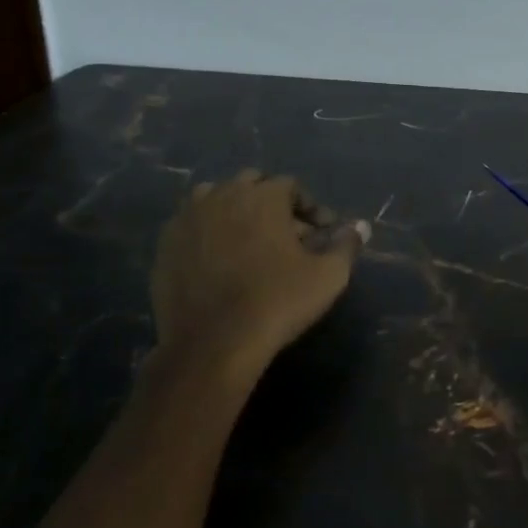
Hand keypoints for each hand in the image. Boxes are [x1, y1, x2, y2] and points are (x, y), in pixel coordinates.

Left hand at [151, 171, 369, 384]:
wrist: (212, 343)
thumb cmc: (277, 302)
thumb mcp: (327, 276)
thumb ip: (347, 244)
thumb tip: (361, 226)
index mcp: (262, 196)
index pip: (290, 186)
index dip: (310, 207)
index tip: (321, 233)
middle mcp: (223, 195)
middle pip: (251, 184)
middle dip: (272, 202)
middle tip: (286, 234)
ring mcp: (189, 218)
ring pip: (215, 197)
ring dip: (235, 209)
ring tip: (249, 240)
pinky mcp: (166, 244)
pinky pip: (190, 223)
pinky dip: (207, 231)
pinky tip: (218, 259)